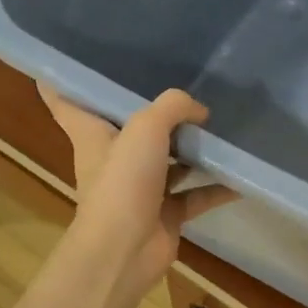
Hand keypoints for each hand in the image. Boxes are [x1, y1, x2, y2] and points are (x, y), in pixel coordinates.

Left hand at [41, 85, 237, 306]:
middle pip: (130, 128)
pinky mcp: (164, 214)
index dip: (65, 77)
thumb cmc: (122, 182)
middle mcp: (113, 159)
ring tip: (222, 127)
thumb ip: (174, 107)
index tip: (76, 57)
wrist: (125, 250)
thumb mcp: (145, 128)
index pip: (66, 99)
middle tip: (182, 86)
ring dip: (193, 149)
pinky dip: (216, 188)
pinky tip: (242, 177)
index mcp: (92, 134)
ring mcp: (140, 188)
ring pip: (168, 161)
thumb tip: (200, 111)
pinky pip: (194, 195)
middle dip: (153, 111)